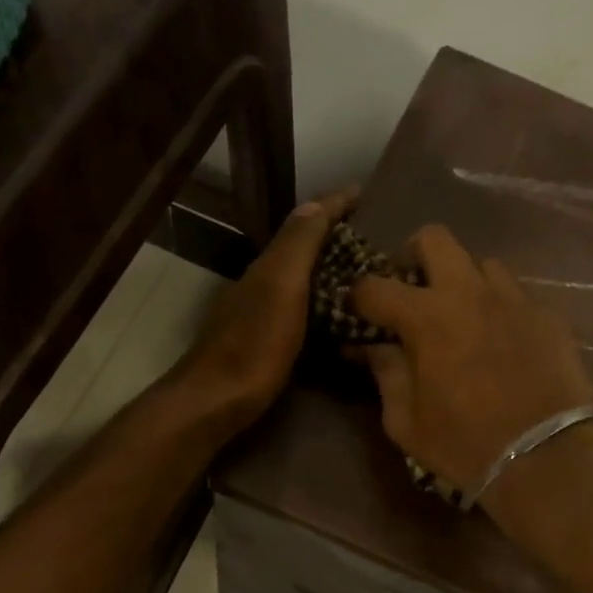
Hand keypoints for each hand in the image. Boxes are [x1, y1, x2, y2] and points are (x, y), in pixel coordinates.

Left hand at [171, 188, 356, 430]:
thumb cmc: (255, 343)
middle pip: (303, 247)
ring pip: (302, 277)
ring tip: (367, 274)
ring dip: (331, 268)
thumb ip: (297, 245)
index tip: (365, 194)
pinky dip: (323, 300)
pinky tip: (340, 315)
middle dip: (336, 236)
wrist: (216, 399)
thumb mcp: (281, 287)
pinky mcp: (266, 339)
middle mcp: (264, 281)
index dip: (333, 205)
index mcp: (271, 264)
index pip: (305, 222)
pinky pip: (302, 306)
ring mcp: (262, 311)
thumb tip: (316, 202)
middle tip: (376, 239)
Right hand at [351, 225, 592, 495]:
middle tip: (411, 288)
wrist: (545, 460)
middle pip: (435, 239)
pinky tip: (500, 338)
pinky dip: (498, 306)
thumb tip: (372, 347)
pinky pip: (515, 294)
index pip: (375, 286)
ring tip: (462, 313)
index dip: (358, 296)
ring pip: (481, 262)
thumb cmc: (464, 445)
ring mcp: (514, 300)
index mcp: (426, 318)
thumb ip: (386, 374)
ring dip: (463, 280)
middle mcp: (469, 293)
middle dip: (413, 255)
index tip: (357, 310)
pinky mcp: (547, 315)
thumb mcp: (406, 421)